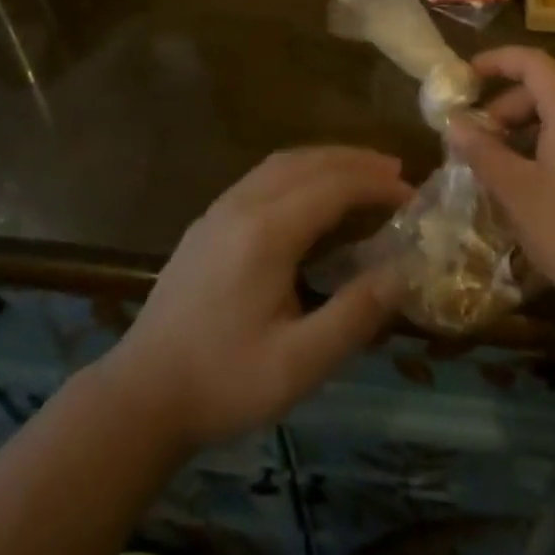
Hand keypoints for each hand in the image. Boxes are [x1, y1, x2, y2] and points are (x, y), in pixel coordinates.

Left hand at [103, 147, 413, 448]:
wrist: (141, 394)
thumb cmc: (224, 382)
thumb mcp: (298, 364)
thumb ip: (354, 316)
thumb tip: (402, 273)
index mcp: (266, 232)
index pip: (333, 186)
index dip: (377, 186)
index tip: (413, 197)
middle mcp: (242, 205)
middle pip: (308, 162)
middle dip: (356, 161)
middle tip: (397, 174)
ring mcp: (219, 209)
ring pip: (282, 163)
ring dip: (327, 160)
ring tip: (363, 173)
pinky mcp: (207, 222)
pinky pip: (263, 176)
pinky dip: (300, 170)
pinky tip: (311, 192)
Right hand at [446, 47, 554, 338]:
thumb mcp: (516, 191)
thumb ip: (482, 150)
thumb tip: (454, 123)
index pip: (533, 62)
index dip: (496, 62)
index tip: (464, 76)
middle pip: (547, 91)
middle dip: (505, 108)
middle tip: (475, 141)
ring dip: (526, 132)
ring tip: (499, 167)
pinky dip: (550, 147)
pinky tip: (533, 184)